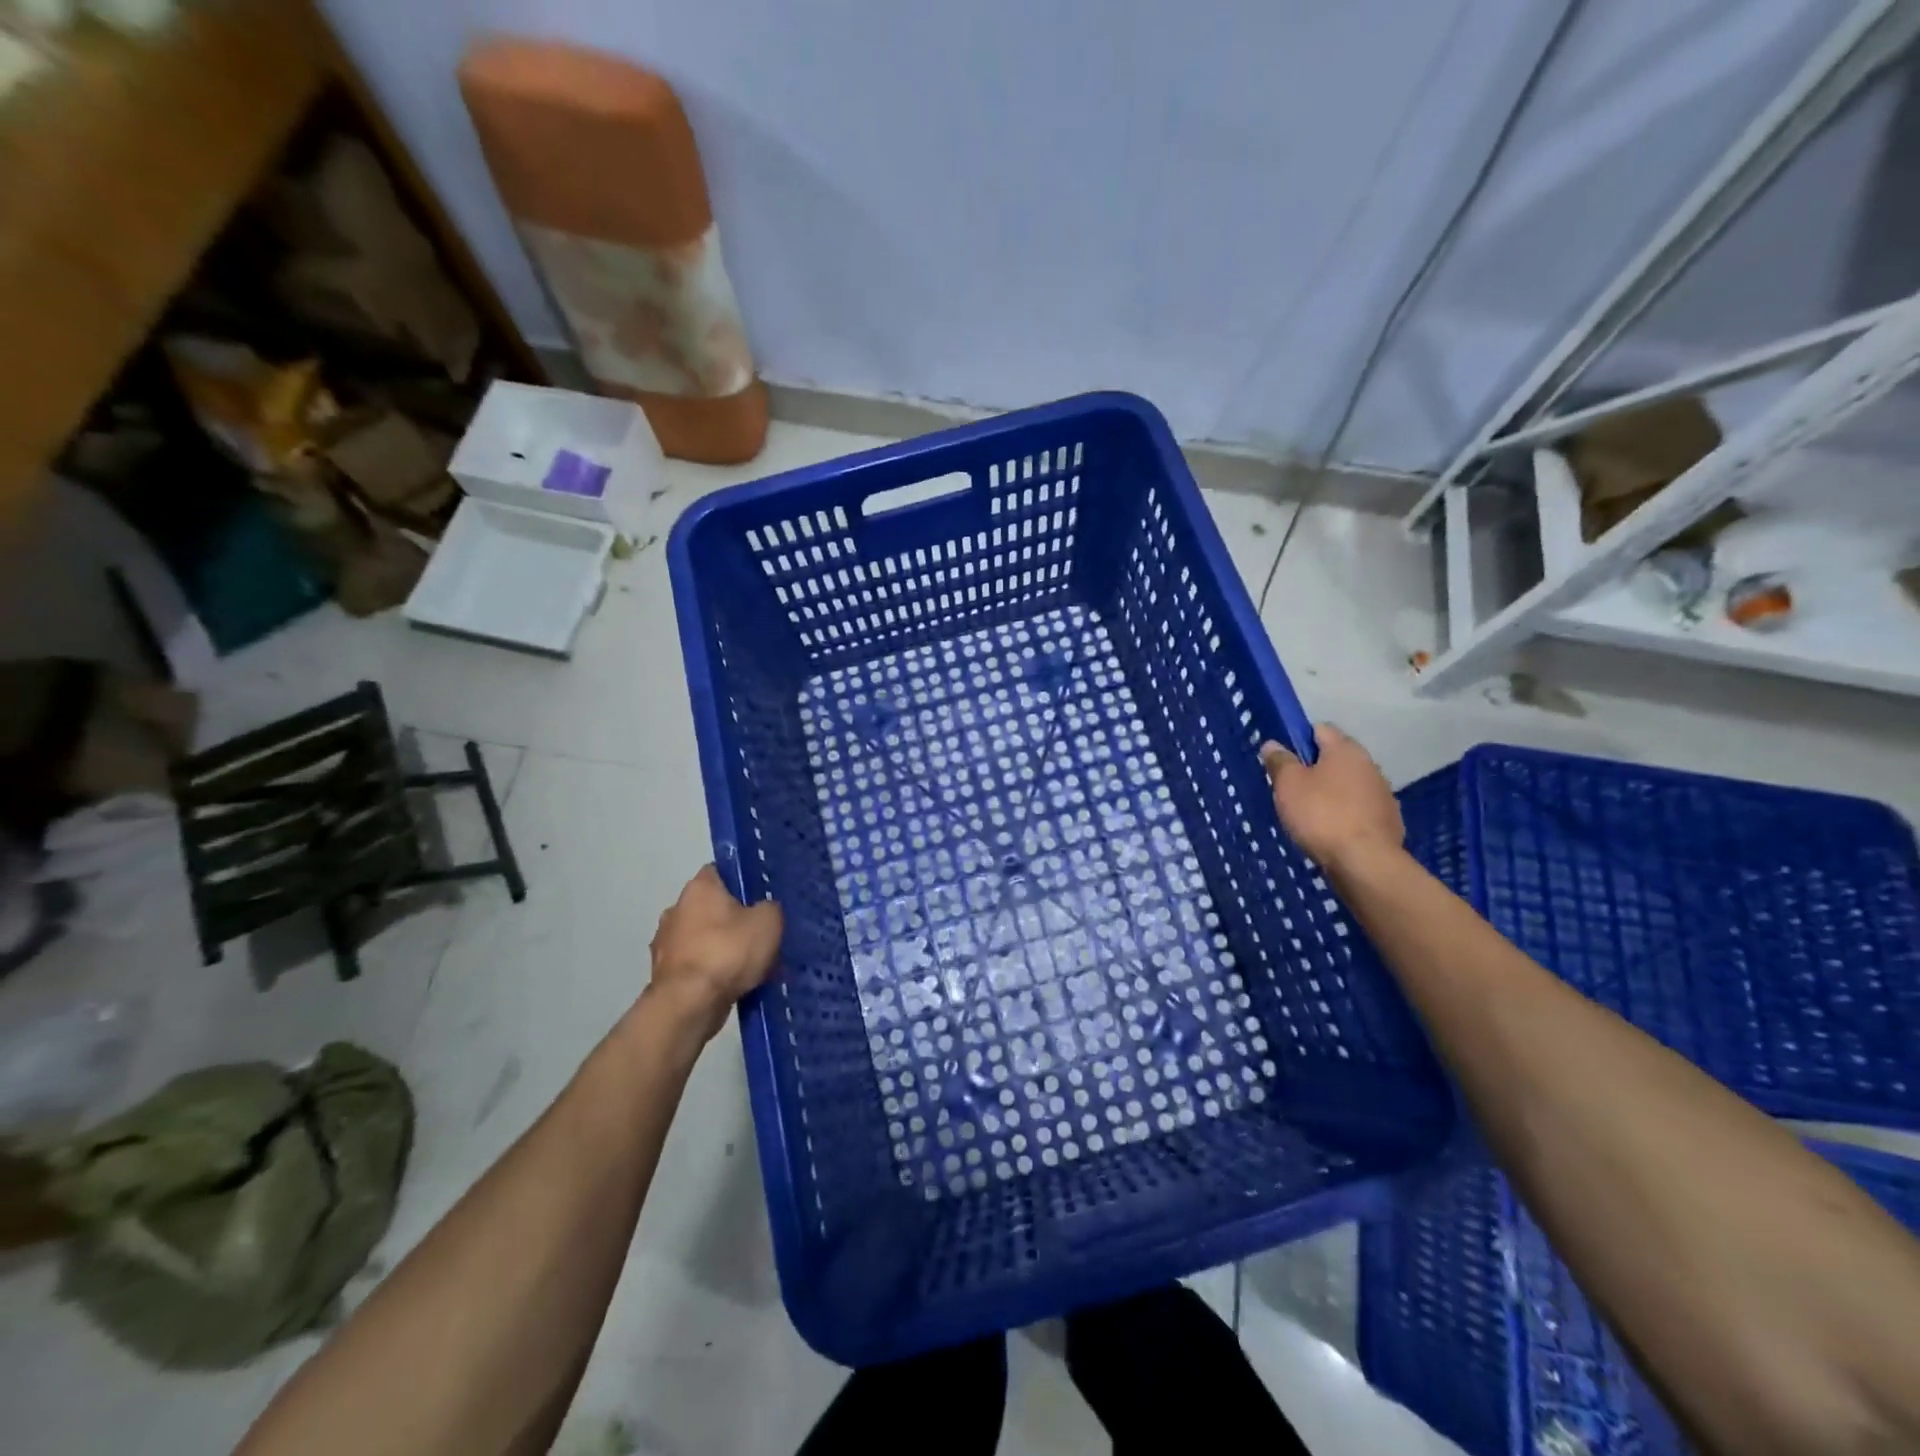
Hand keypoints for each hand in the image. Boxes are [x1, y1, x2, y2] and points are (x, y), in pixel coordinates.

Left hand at [644, 865, 783, 1041]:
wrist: (689, 1004)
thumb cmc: (729, 951)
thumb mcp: (768, 922)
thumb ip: (770, 908)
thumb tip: (765, 909)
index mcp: (700, 887)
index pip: (721, 871)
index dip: (742, 881)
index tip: (761, 897)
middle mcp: (676, 908)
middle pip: (711, 907)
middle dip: (732, 918)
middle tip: (759, 933)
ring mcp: (665, 943)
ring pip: (702, 938)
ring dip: (720, 947)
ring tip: (749, 965)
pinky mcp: (663, 974)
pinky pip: (696, 965)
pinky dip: (710, 971)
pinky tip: (731, 984)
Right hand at [1260, 725, 1403, 875]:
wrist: (1365, 862)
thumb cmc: (1321, 815)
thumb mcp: (1288, 785)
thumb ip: (1280, 761)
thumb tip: (1273, 744)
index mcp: (1345, 749)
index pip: (1320, 729)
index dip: (1299, 740)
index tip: (1283, 761)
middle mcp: (1370, 765)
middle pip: (1336, 758)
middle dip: (1314, 769)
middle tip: (1291, 790)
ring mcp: (1383, 794)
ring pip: (1348, 784)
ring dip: (1331, 793)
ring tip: (1310, 815)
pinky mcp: (1388, 821)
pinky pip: (1359, 809)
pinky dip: (1345, 815)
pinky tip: (1331, 832)